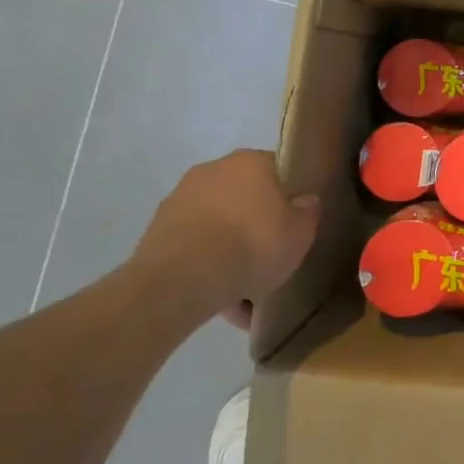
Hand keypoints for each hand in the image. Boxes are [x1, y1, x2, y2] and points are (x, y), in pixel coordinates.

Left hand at [132, 149, 319, 325]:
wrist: (181, 281)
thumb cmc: (252, 243)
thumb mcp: (301, 231)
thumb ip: (308, 212)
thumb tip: (305, 201)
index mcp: (250, 161)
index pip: (278, 170)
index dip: (289, 197)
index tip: (294, 223)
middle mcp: (212, 171)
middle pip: (244, 200)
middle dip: (255, 228)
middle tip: (270, 259)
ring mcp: (179, 202)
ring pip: (217, 228)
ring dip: (229, 254)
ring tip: (243, 294)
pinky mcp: (155, 234)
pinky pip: (193, 250)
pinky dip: (206, 270)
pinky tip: (220, 301)